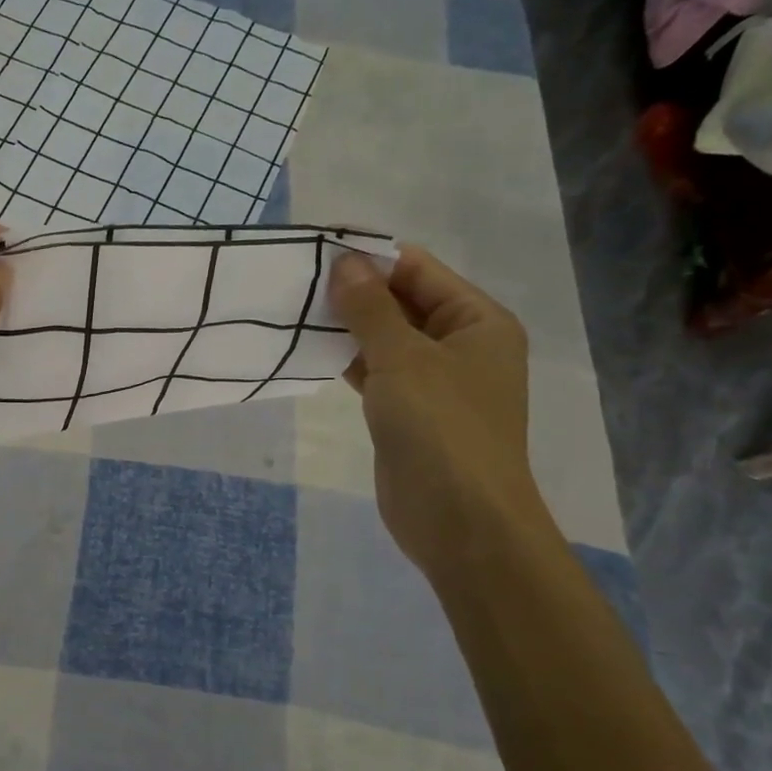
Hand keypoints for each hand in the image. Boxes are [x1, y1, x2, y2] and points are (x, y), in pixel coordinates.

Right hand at [328, 245, 548, 578]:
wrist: (459, 520)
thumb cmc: (441, 428)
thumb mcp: (402, 359)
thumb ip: (370, 309)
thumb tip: (343, 262)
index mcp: (477, 321)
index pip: (420, 270)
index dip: (371, 258)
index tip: (317, 250)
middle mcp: (460, 345)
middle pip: (403, 302)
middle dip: (355, 292)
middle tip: (297, 282)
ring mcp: (434, 382)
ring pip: (385, 339)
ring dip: (346, 327)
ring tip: (294, 311)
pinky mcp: (408, 413)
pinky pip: (376, 373)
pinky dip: (347, 361)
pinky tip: (310, 351)